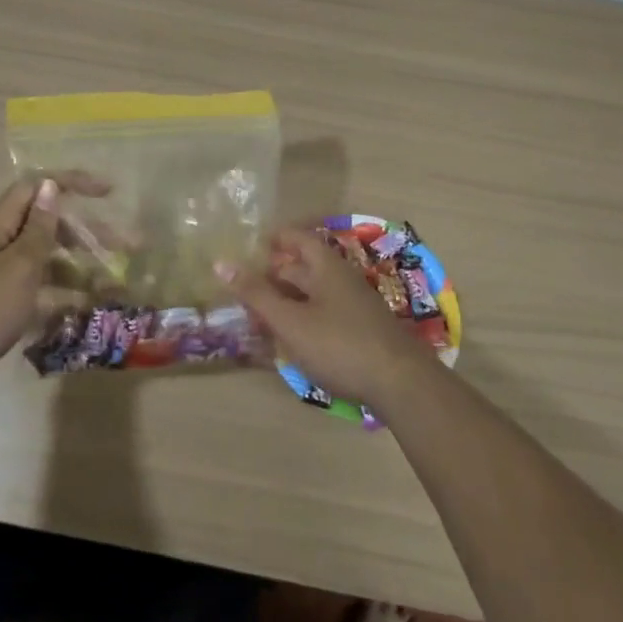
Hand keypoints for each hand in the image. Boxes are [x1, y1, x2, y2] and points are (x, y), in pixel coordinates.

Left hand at [0, 172, 108, 404]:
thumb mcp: (18, 268)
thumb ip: (38, 229)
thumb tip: (50, 186)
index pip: (37, 188)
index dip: (73, 184)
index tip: (109, 193)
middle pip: (49, 226)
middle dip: (89, 234)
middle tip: (127, 248)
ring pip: (47, 262)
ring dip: (81, 270)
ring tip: (114, 287)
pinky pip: (38, 292)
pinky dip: (62, 297)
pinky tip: (87, 311)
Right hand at [220, 228, 440, 412]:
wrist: (401, 383)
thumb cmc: (340, 344)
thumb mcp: (291, 320)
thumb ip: (256, 294)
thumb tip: (221, 262)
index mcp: (327, 267)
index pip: (298, 238)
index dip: (275, 238)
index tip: (250, 244)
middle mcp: (342, 279)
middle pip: (304, 266)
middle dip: (275, 273)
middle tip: (245, 285)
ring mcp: (354, 306)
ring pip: (314, 292)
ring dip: (288, 298)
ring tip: (260, 312)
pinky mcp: (361, 331)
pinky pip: (324, 313)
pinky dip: (303, 317)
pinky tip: (290, 338)